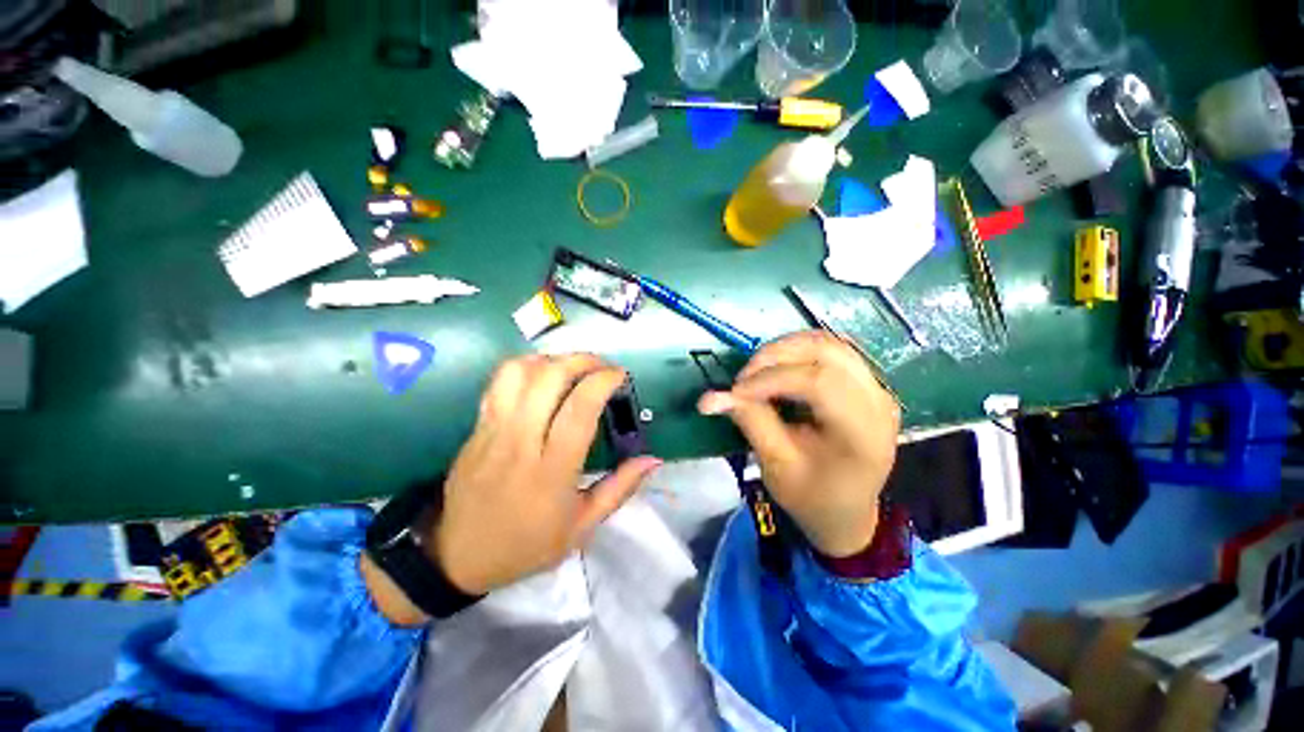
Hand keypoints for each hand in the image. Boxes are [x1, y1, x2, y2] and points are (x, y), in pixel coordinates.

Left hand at [432, 354, 660, 594]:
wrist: (457, 556)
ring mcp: (493, 431)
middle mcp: (521, 442)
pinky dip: (527, 366)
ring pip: (520, 372)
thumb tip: (653, 459)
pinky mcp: (477, 426)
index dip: (603, 381)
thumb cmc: (526, 545)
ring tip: (573, 367)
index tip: (620, 376)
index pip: (579, 409)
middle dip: (582, 360)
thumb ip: (620, 489)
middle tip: (602, 366)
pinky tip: (543, 375)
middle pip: (549, 378)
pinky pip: (500, 382)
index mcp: (551, 471)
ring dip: (553, 359)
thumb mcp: (582, 528)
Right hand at [698, 331, 899, 556]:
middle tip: (743, 377)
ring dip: (785, 349)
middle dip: (775, 356)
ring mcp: (877, 388)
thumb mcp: (776, 465)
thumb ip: (749, 422)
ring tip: (757, 371)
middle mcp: (878, 401)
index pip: (819, 382)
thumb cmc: (812, 497)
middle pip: (826, 351)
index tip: (736, 391)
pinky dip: (797, 352)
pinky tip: (777, 369)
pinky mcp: (866, 383)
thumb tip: (710, 398)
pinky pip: (831, 350)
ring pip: (828, 343)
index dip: (771, 378)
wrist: (846, 513)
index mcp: (863, 433)